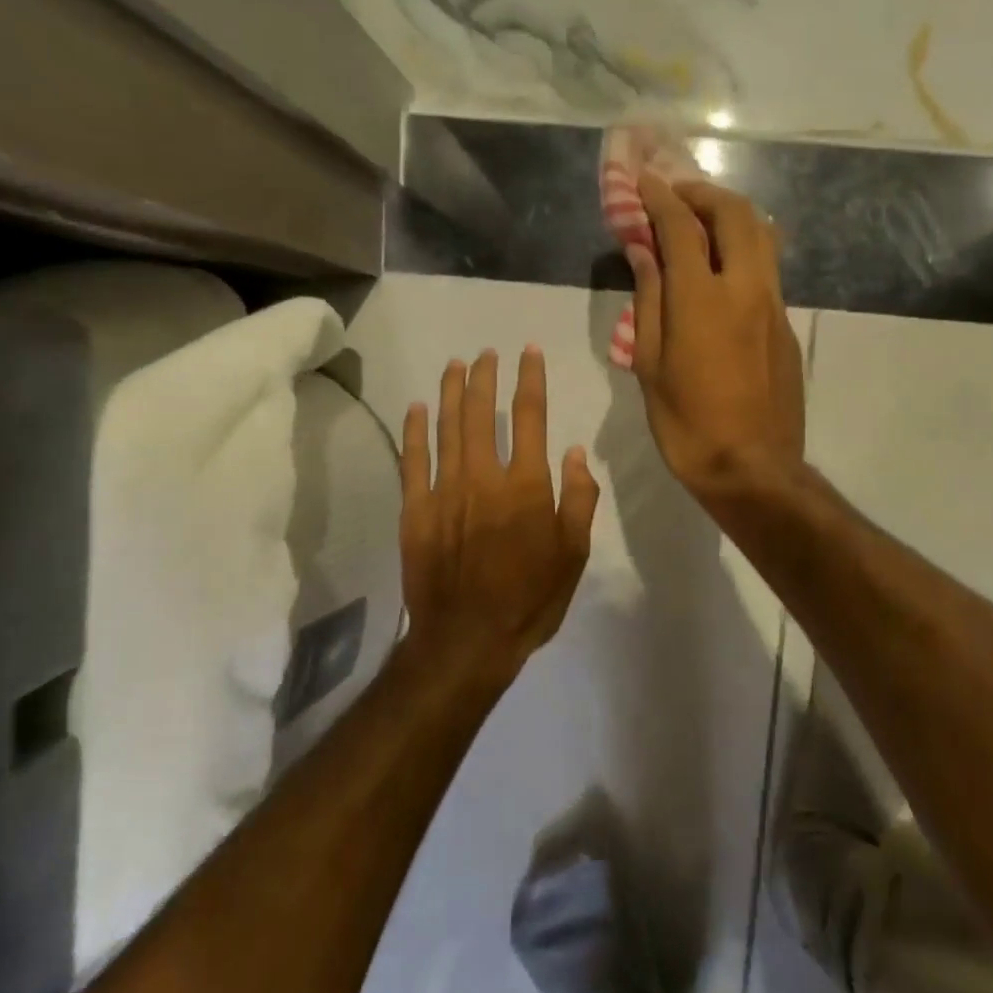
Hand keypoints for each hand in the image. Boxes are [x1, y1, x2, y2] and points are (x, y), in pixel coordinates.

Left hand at [399, 347, 599, 684]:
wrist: (467, 640)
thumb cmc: (530, 599)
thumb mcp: (574, 555)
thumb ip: (579, 499)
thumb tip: (574, 452)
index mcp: (527, 486)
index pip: (531, 417)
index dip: (530, 379)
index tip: (528, 352)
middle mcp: (485, 477)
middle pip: (483, 412)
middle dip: (486, 376)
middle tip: (487, 353)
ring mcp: (445, 490)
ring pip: (448, 427)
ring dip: (452, 392)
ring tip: (456, 365)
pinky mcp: (416, 510)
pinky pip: (413, 460)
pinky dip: (415, 430)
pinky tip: (418, 407)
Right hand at [626, 174, 805, 510]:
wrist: (754, 469)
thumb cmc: (688, 425)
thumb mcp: (650, 366)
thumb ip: (649, 300)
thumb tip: (645, 252)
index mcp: (703, 299)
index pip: (681, 227)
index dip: (659, 198)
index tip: (643, 182)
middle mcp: (746, 288)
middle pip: (735, 214)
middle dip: (703, 193)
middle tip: (676, 195)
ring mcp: (774, 305)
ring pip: (762, 235)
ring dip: (730, 215)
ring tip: (701, 222)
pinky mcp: (787, 325)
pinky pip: (768, 267)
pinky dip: (744, 248)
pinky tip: (722, 268)